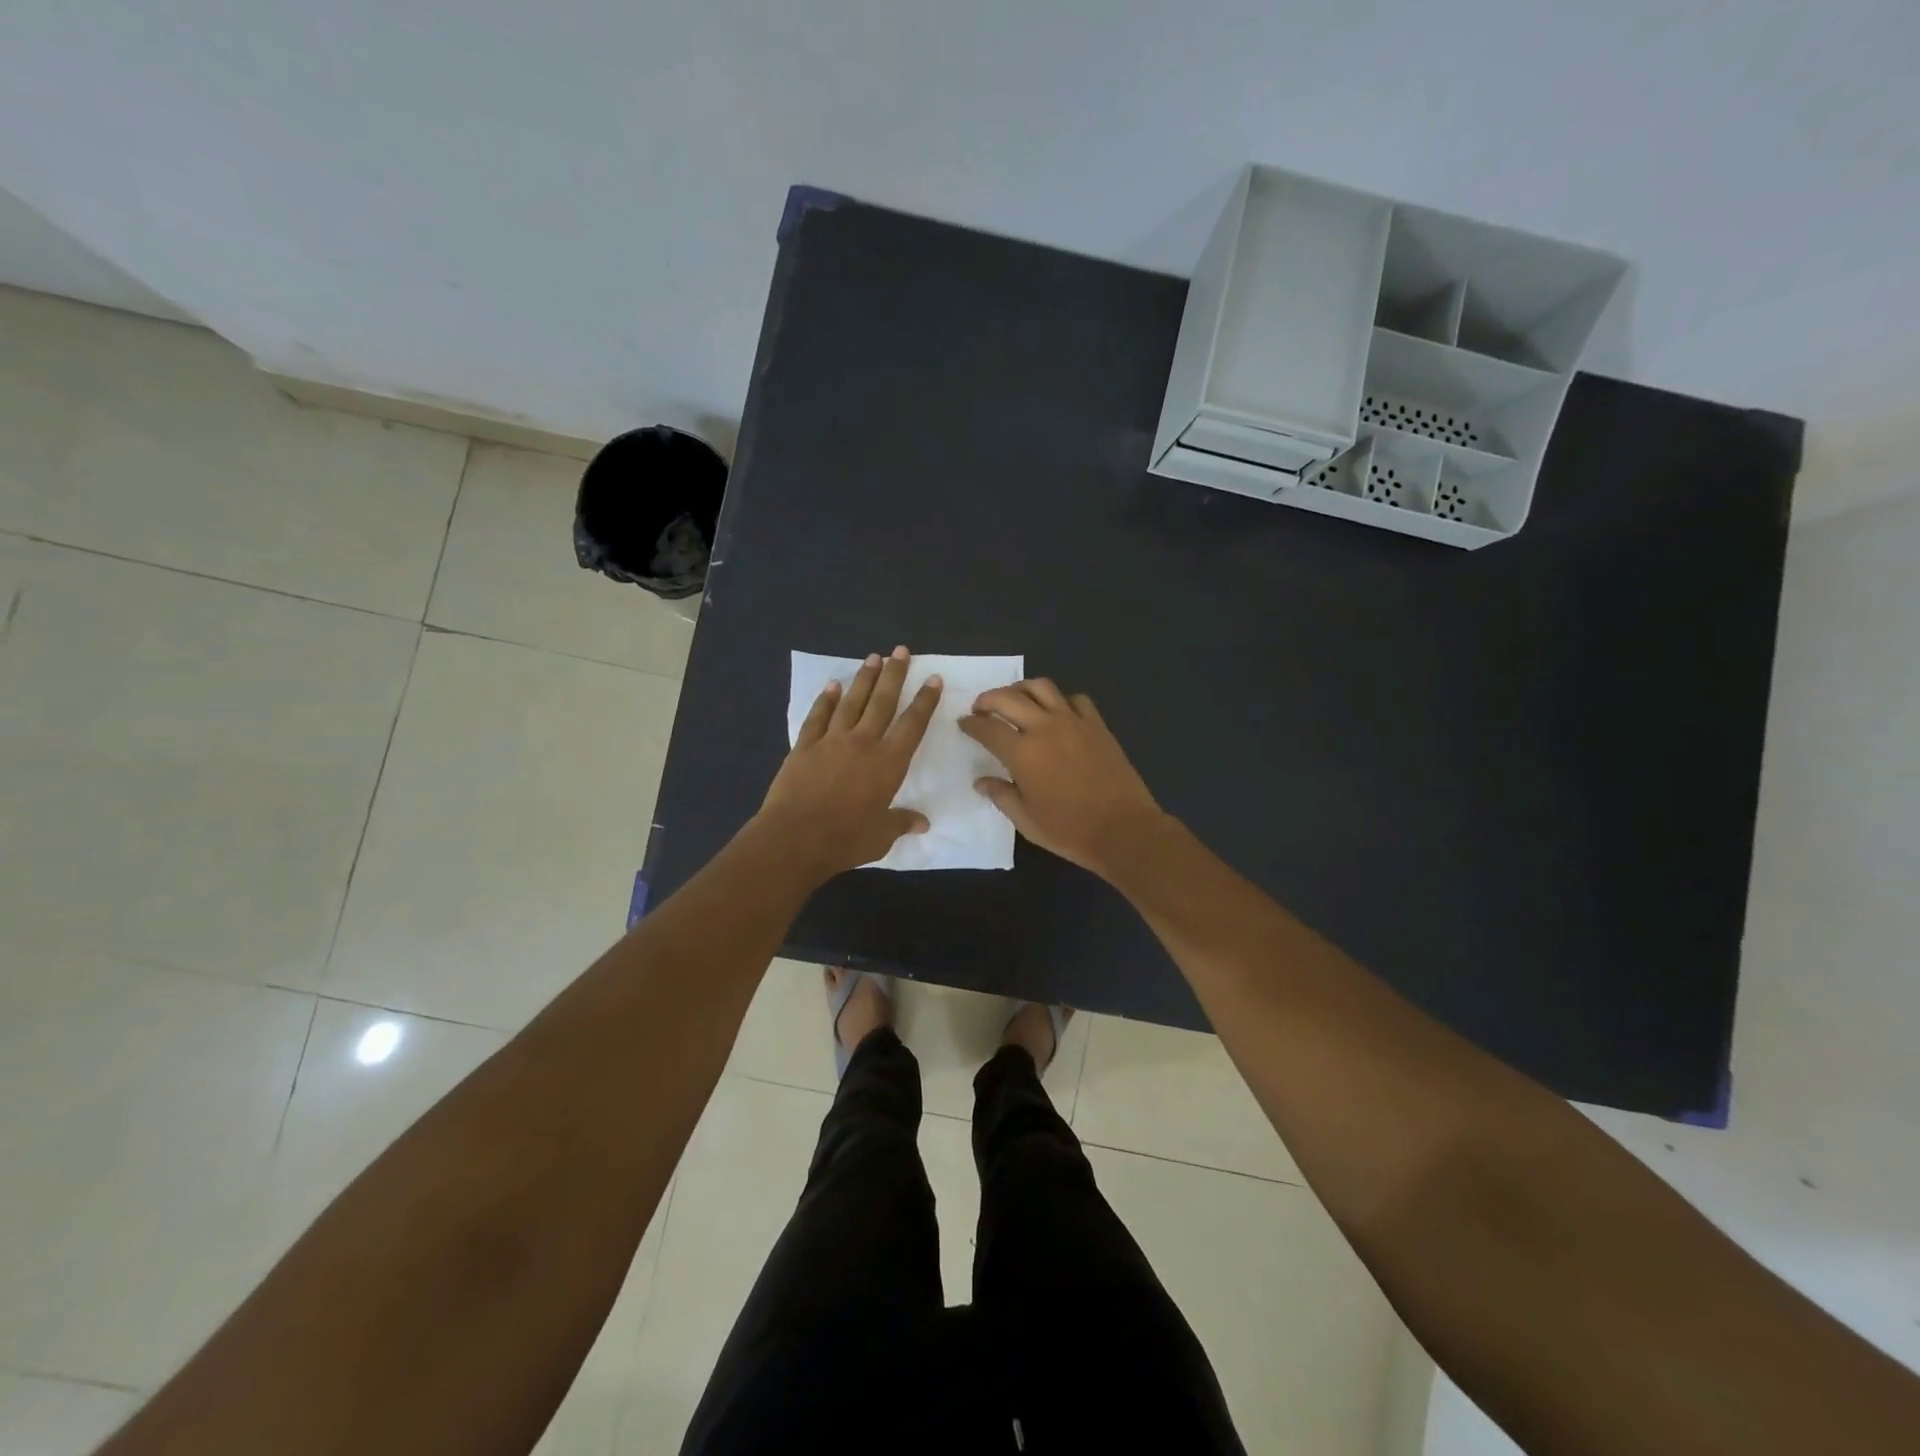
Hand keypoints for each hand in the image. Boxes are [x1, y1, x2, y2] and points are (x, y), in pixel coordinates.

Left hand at [756, 647, 942, 880]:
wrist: (794, 838)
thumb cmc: (845, 839)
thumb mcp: (882, 836)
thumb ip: (902, 823)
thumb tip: (923, 823)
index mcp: (888, 763)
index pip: (913, 724)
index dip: (925, 701)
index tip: (933, 679)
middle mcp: (863, 743)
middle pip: (883, 701)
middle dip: (895, 674)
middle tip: (901, 651)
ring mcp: (831, 741)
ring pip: (852, 702)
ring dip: (864, 678)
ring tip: (873, 658)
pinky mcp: (804, 746)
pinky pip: (818, 716)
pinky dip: (826, 699)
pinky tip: (833, 685)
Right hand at [959, 679, 1168, 879]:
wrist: (1123, 830)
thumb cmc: (1069, 830)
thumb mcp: (1026, 820)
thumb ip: (1001, 795)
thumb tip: (981, 781)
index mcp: (1022, 753)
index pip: (987, 728)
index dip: (971, 724)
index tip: (964, 723)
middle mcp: (1045, 728)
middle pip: (1009, 697)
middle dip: (988, 699)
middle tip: (981, 708)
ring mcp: (1074, 722)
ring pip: (1042, 687)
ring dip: (1021, 689)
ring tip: (1015, 700)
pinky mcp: (1097, 725)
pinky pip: (1075, 699)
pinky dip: (1060, 700)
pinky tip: (1057, 713)